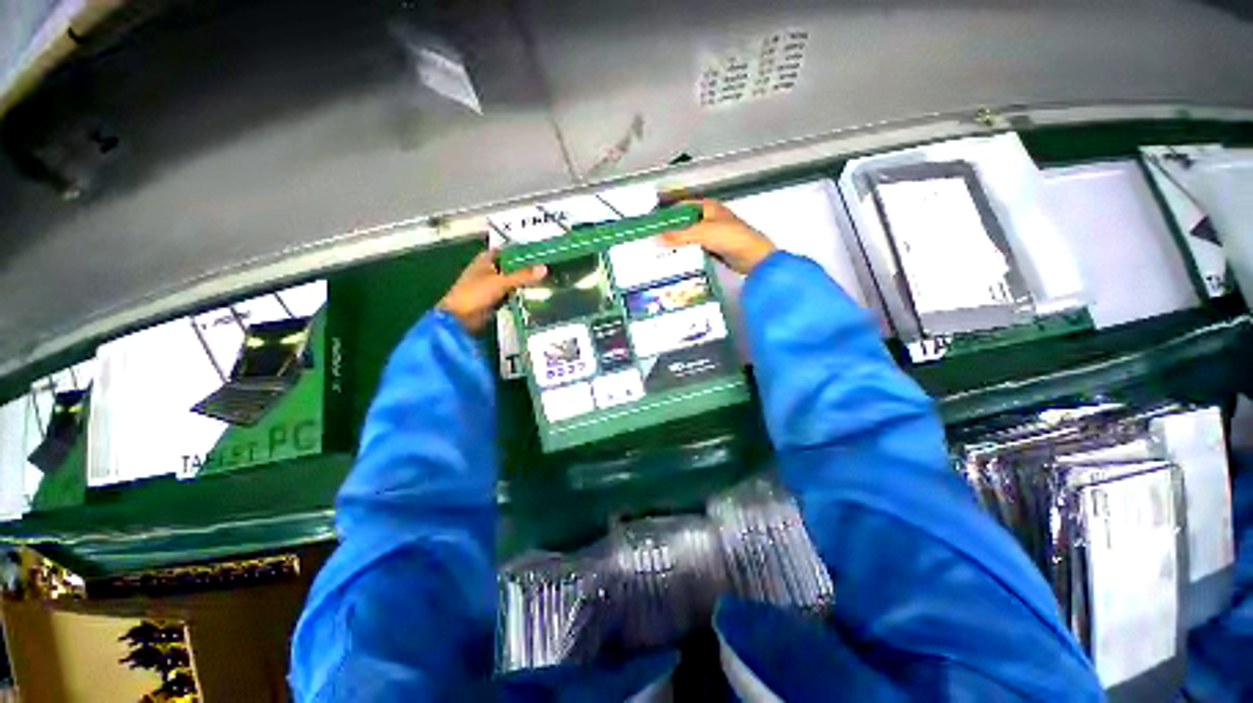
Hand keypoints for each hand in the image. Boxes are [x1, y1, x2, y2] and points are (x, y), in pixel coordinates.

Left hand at [438, 249, 545, 332]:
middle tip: (545, 268)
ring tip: (543, 281)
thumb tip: (544, 269)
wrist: (460, 318)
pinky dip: (519, 294)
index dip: (521, 251)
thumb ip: (523, 276)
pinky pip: (509, 294)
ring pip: (511, 281)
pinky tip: (532, 295)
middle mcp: (487, 270)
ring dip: (523, 282)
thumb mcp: (501, 282)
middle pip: (510, 266)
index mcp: (485, 259)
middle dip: (525, 268)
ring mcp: (489, 286)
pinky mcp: (493, 300)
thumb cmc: (475, 293)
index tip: (538, 253)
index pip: (506, 250)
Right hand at [658, 199, 775, 274]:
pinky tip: (676, 258)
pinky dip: (687, 252)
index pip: (682, 206)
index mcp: (708, 207)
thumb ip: (678, 236)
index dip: (668, 214)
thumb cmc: (730, 237)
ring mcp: (713, 233)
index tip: (653, 224)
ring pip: (690, 236)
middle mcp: (710, 218)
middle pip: (685, 222)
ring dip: (678, 243)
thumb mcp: (701, 233)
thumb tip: (654, 239)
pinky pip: (696, 248)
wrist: (753, 256)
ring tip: (660, 250)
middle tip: (654, 239)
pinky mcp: (715, 248)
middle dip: (671, 230)